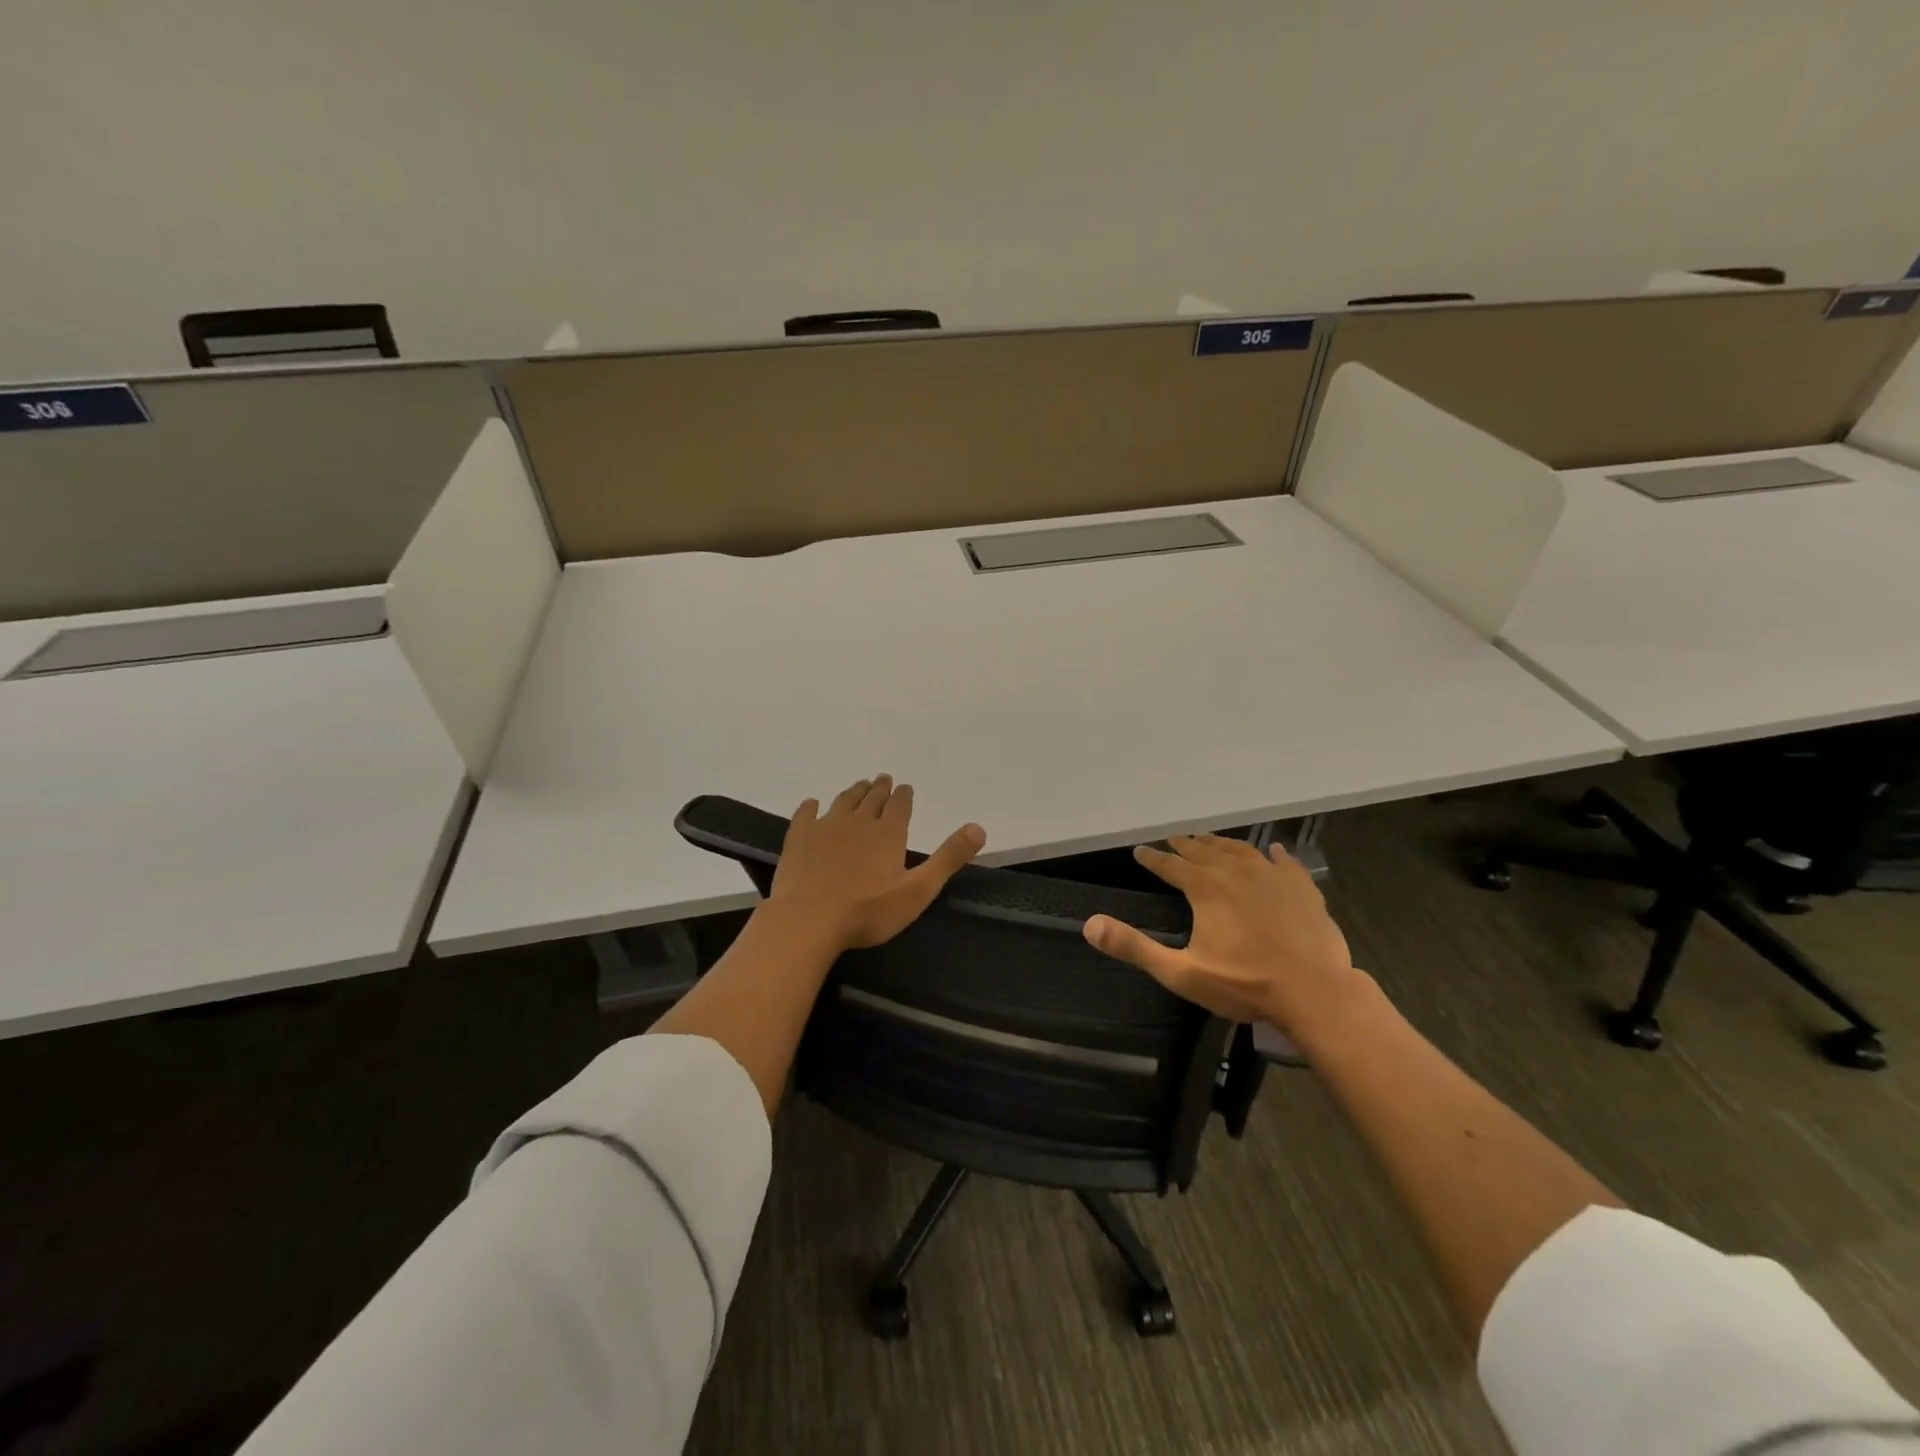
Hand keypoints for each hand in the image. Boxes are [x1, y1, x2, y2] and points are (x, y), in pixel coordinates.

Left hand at [767, 775, 985, 951]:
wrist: (808, 920)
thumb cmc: (868, 911)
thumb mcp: (918, 890)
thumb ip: (948, 859)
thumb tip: (979, 827)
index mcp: (888, 834)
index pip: (900, 805)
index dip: (904, 795)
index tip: (905, 787)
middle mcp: (858, 822)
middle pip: (872, 798)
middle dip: (880, 788)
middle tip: (882, 779)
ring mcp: (825, 827)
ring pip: (843, 802)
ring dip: (853, 792)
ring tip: (859, 785)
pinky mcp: (798, 839)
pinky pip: (806, 815)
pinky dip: (811, 807)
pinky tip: (811, 804)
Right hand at [1082, 835, 1365, 1036]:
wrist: (1315, 993)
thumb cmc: (1244, 984)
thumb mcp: (1180, 972)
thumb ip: (1134, 947)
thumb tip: (1089, 924)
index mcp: (1205, 888)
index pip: (1170, 866)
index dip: (1153, 858)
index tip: (1139, 851)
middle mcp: (1236, 872)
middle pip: (1204, 851)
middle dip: (1185, 845)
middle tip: (1173, 840)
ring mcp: (1273, 876)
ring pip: (1241, 850)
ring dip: (1221, 844)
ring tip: (1210, 840)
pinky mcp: (1302, 888)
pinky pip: (1284, 862)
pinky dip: (1274, 854)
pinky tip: (1272, 850)